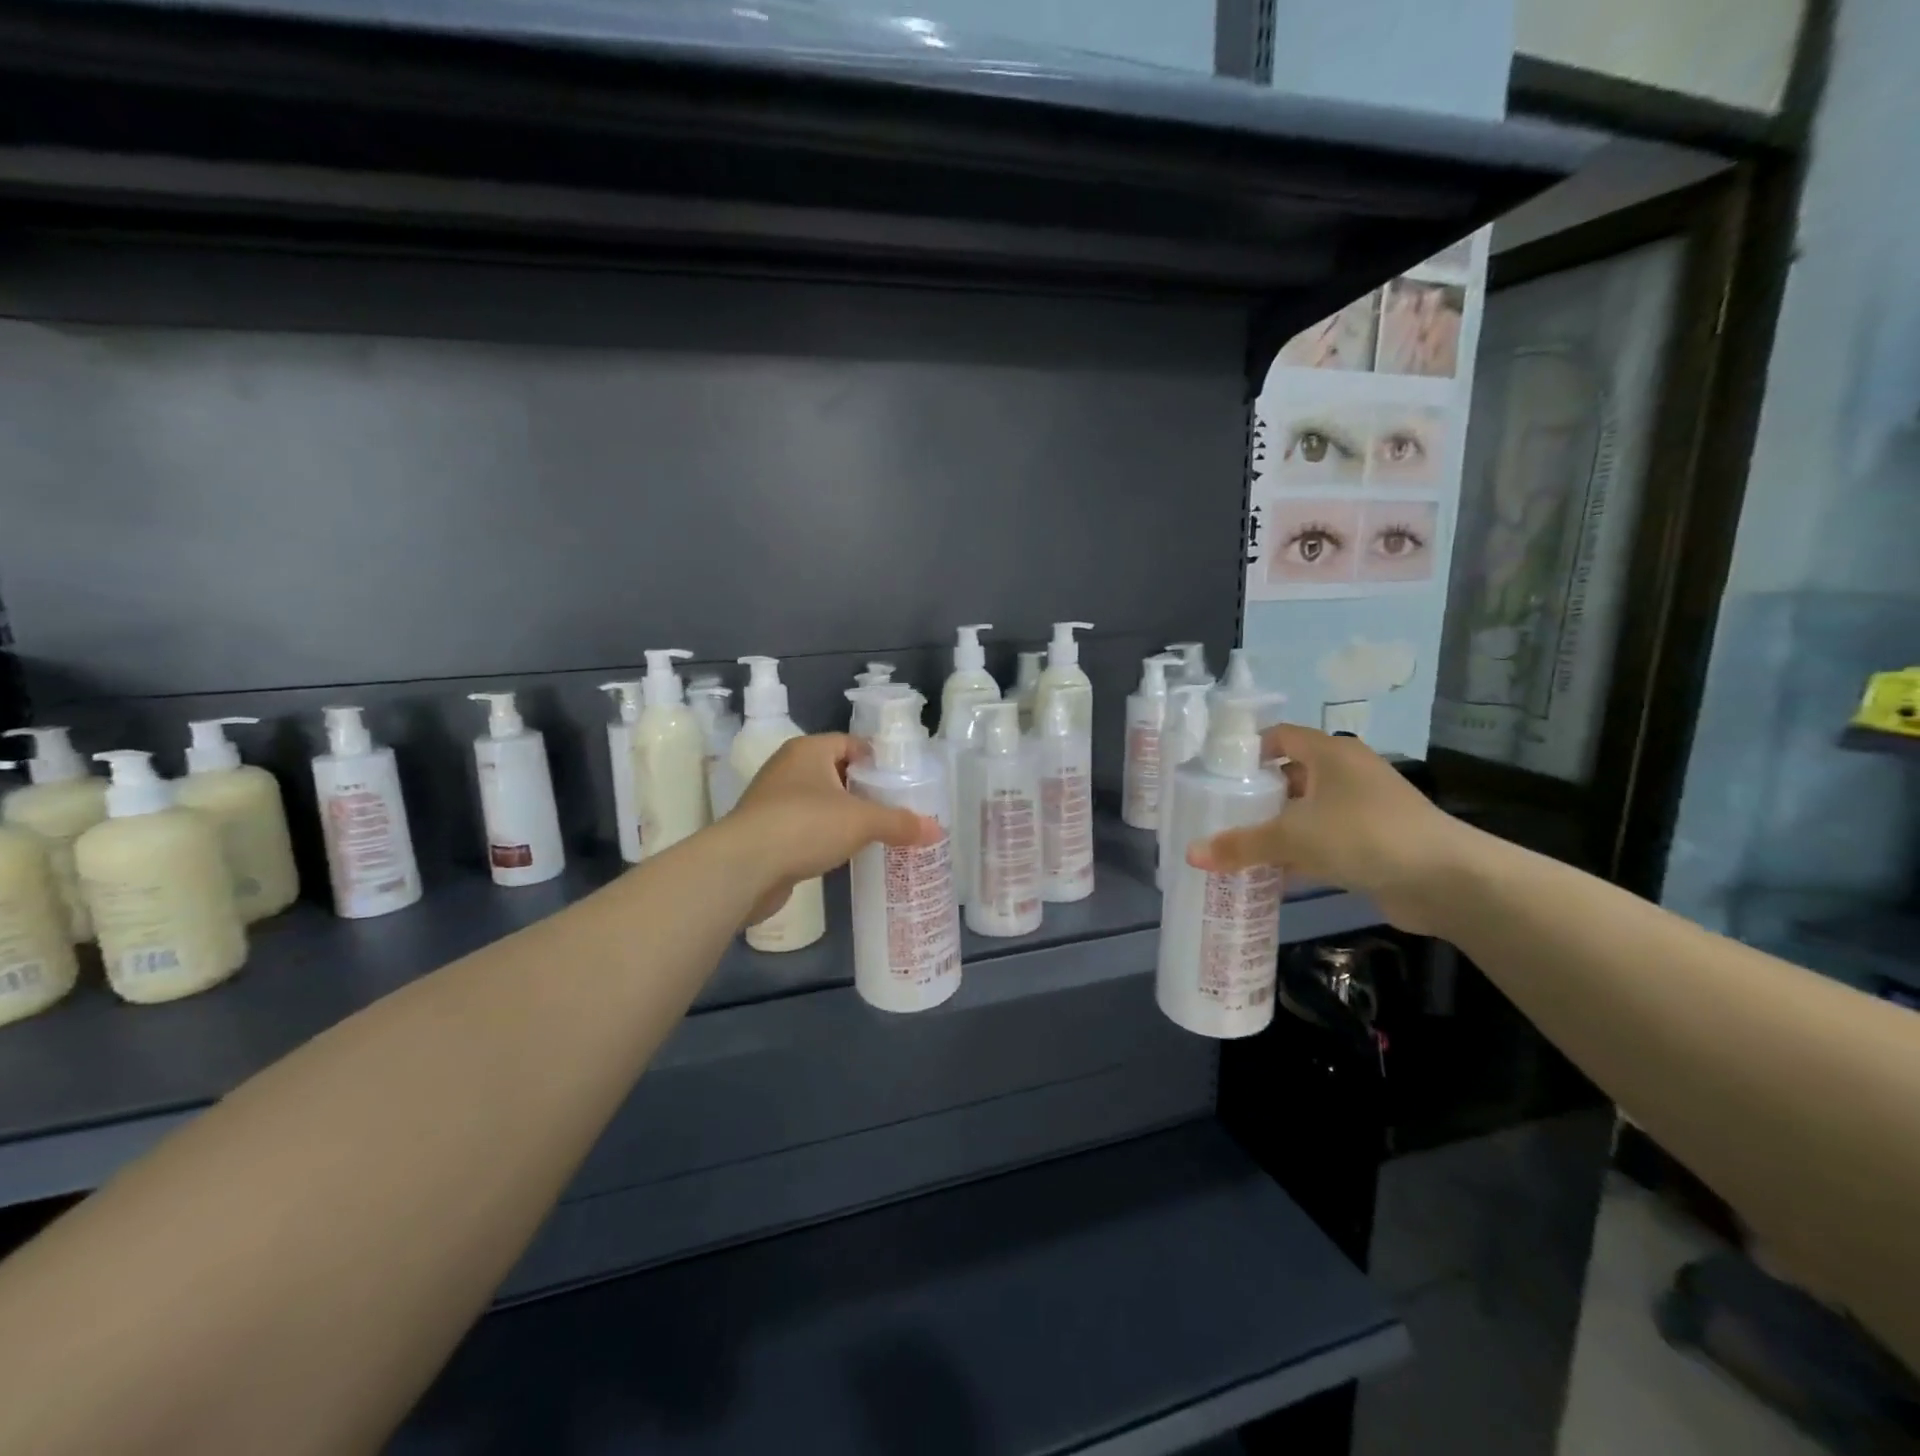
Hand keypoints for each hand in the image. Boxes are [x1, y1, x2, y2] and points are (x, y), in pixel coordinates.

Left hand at [720, 734, 940, 924]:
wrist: (743, 867)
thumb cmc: (805, 825)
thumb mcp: (861, 821)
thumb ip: (899, 823)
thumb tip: (937, 830)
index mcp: (808, 750)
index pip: (850, 743)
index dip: (877, 760)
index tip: (901, 781)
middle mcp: (787, 768)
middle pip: (835, 772)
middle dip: (863, 789)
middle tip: (894, 808)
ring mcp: (772, 800)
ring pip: (819, 801)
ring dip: (843, 814)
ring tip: (875, 832)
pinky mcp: (765, 831)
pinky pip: (804, 826)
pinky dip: (823, 835)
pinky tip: (843, 852)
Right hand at [1186, 725, 1470, 935]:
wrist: (1445, 879)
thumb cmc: (1364, 835)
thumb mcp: (1294, 836)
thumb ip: (1242, 844)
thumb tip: (1190, 854)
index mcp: (1330, 754)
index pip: (1281, 735)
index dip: (1248, 749)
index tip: (1217, 773)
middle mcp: (1347, 774)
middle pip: (1290, 776)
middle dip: (1256, 795)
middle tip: (1219, 813)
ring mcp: (1362, 809)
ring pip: (1306, 812)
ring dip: (1276, 828)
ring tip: (1235, 845)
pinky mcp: (1373, 842)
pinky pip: (1323, 841)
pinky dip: (1298, 855)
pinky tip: (1270, 875)